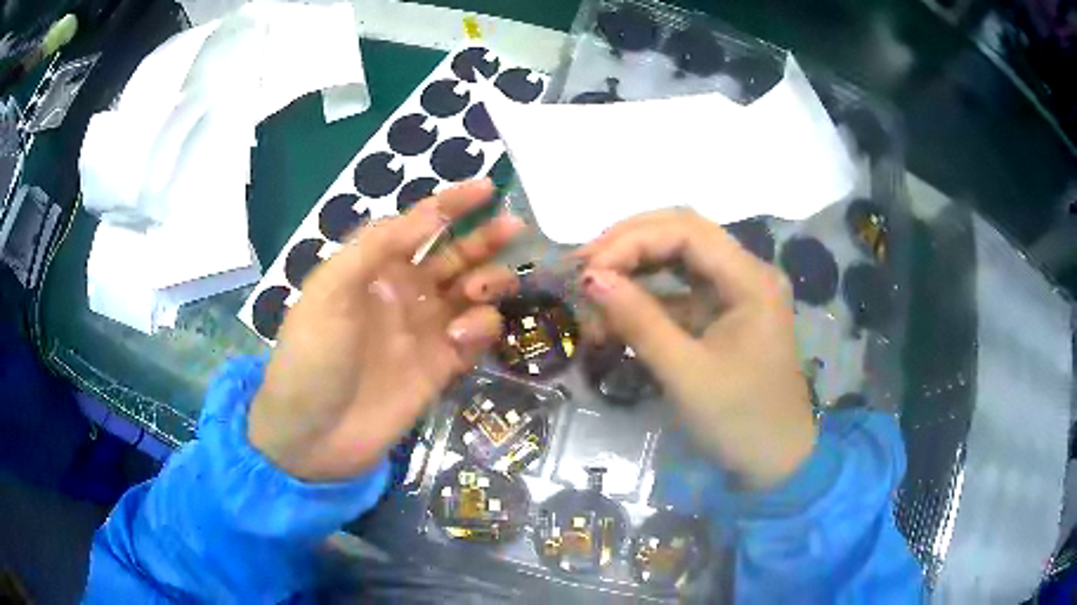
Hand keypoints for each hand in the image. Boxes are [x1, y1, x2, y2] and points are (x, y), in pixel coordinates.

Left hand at [248, 180, 524, 481]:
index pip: (420, 225)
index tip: (488, 188)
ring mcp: (426, 330)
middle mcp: (404, 293)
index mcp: (374, 269)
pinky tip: (462, 335)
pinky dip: (481, 327)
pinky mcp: (442, 366)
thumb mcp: (329, 290)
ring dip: (488, 282)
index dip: (453, 204)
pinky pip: (476, 335)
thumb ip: (375, 247)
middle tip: (515, 228)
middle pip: (455, 256)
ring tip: (482, 289)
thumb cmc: (312, 356)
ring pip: (473, 293)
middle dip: (484, 239)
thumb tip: (428, 214)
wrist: (314, 436)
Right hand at [577, 210, 814, 489]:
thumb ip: (639, 321)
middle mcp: (746, 272)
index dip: (631, 240)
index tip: (588, 270)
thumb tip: (590, 278)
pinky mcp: (723, 314)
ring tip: (593, 287)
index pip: (686, 231)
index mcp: (751, 279)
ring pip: (679, 258)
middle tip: (583, 267)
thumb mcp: (686, 374)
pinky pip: (680, 291)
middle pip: (683, 233)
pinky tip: (616, 312)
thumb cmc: (739, 421)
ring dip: (635, 267)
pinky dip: (645, 297)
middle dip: (629, 244)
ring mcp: (736, 292)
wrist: (776, 461)